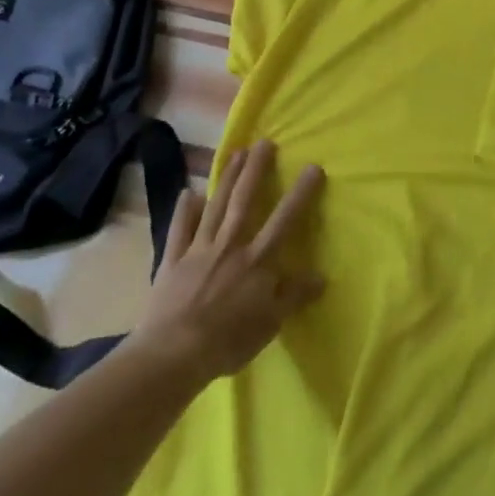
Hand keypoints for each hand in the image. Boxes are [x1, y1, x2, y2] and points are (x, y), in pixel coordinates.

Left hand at [127, 140, 324, 384]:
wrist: (173, 353)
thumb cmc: (229, 340)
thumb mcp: (271, 322)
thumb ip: (294, 295)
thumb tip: (321, 275)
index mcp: (257, 260)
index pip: (284, 220)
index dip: (300, 193)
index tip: (312, 167)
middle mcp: (230, 245)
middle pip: (244, 201)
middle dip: (256, 170)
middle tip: (264, 142)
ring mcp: (198, 250)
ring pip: (215, 207)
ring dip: (227, 178)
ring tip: (236, 153)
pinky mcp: (173, 261)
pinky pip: (179, 230)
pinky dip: (183, 211)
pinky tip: (188, 193)